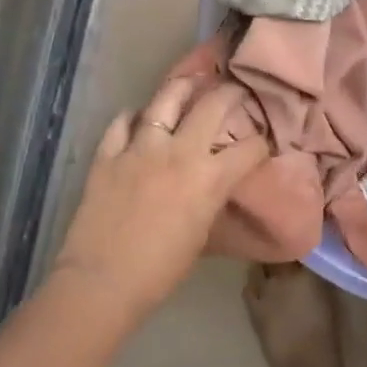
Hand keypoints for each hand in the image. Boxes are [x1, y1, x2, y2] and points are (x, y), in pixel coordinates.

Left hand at [53, 78, 268, 318]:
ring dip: (182, 88)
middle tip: (235, 90)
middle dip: (230, 93)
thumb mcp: (201, 232)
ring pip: (165, 99)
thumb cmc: (161, 270)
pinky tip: (138, 118)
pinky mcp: (108, 154)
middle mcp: (179, 152)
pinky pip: (122, 122)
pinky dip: (133, 117)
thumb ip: (210, 197)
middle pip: (213, 105)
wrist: (103, 282)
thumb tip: (213, 182)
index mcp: (210, 178)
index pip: (250, 147)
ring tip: (190, 83)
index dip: (262, 142)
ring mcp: (140, 148)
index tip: (263, 139)